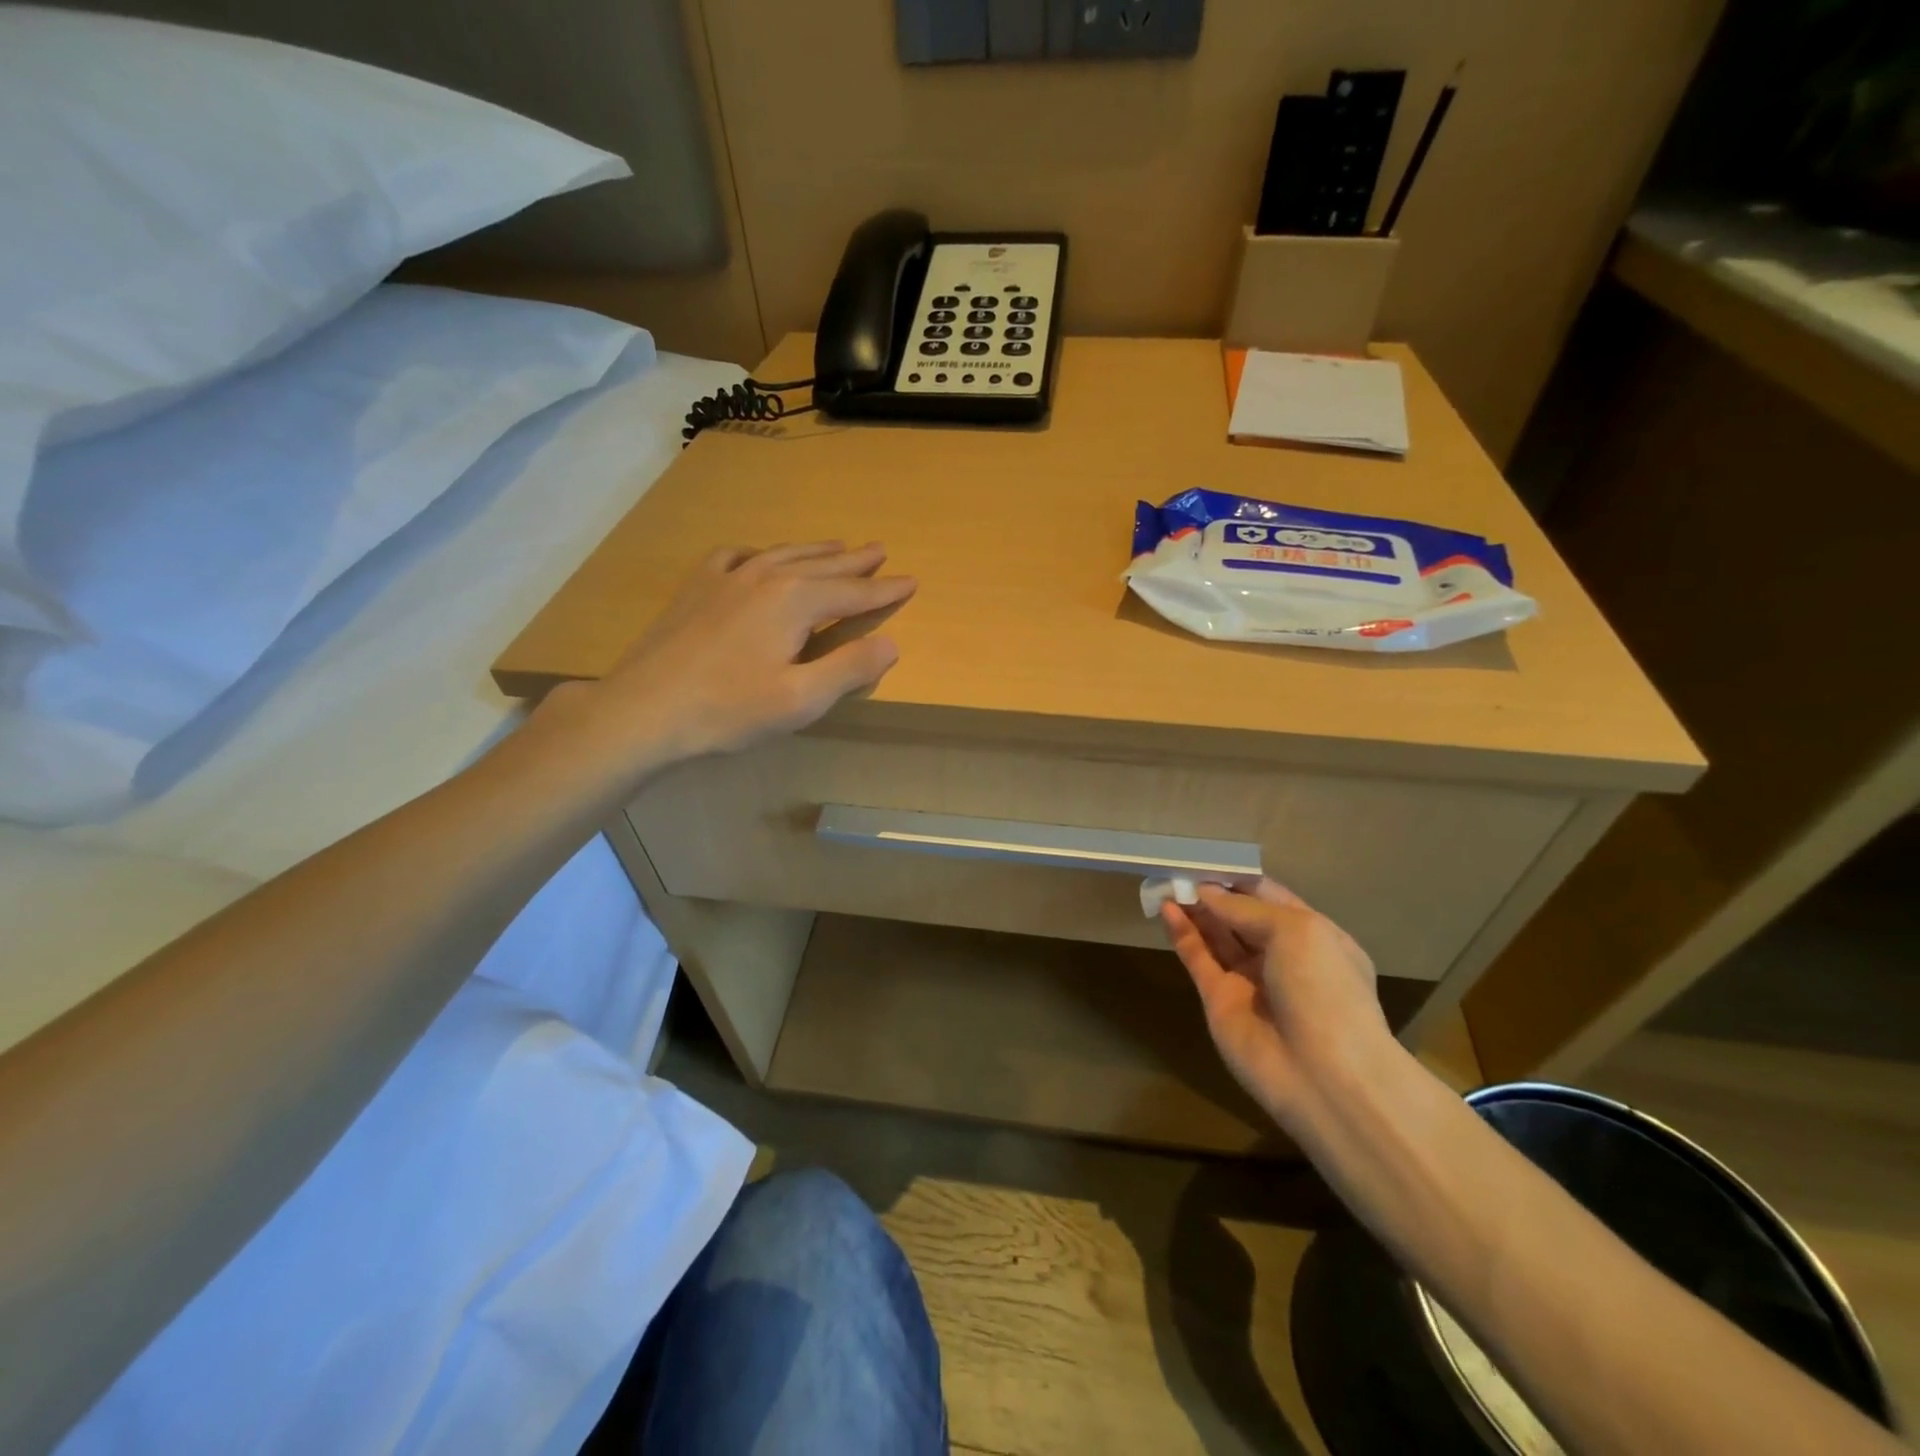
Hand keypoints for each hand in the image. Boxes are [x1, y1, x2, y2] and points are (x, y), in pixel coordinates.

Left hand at [555, 541, 914, 769]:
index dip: (884, 590)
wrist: (644, 708)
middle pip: (821, 565)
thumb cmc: (728, 709)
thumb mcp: (801, 699)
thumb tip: (891, 642)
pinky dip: (760, 553)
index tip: (911, 581)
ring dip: (815, 551)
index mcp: (795, 600)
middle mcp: (765, 576)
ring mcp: (726, 577)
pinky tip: (759, 556)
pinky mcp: (697, 588)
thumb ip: (850, 668)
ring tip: (837, 546)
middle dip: (855, 561)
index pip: (853, 592)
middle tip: (881, 550)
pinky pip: (736, 556)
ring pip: (783, 554)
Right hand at [1162, 880, 1394, 1129]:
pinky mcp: (1219, 1000)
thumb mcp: (1296, 931)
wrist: (1324, 1076)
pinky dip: (1182, 933)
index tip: (1208, 860)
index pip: (1270, 897)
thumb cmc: (1323, 989)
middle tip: (1178, 868)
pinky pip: (1198, 958)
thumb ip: (1246, 908)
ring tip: (1166, 881)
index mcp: (1314, 936)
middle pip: (1239, 916)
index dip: (1239, 879)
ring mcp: (1249, 980)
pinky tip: (1166, 908)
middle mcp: (1281, 957)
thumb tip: (1207, 893)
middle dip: (1212, 892)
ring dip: (1193, 908)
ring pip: (1216, 936)